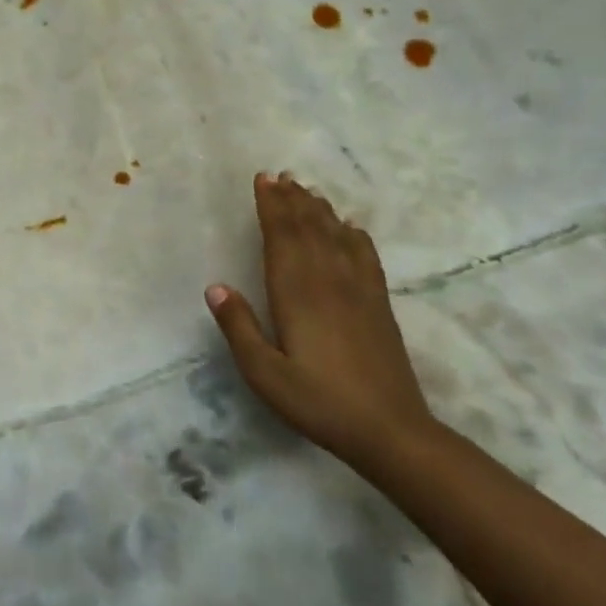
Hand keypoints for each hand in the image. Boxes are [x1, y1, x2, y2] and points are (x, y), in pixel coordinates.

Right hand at [206, 173, 436, 468]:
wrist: (390, 430)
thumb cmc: (318, 402)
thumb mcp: (264, 373)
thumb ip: (239, 328)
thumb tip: (215, 287)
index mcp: (297, 294)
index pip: (282, 237)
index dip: (272, 206)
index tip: (263, 180)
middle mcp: (328, 282)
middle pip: (309, 229)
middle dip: (292, 200)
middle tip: (279, 175)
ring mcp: (358, 291)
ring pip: (336, 237)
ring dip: (319, 210)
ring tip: (306, 190)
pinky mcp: (378, 305)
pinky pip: (365, 257)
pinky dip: (354, 236)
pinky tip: (350, 227)